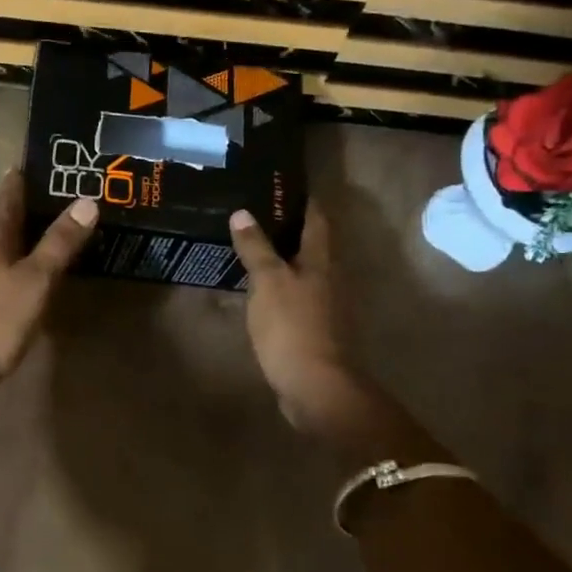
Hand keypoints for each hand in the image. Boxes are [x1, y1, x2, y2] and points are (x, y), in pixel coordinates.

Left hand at [0, 171, 95, 400]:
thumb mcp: (35, 282)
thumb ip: (59, 243)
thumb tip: (87, 201)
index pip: (7, 195)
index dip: (22, 178)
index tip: (38, 162)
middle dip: (21, 204)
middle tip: (50, 194)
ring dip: (13, 233)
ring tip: (39, 229)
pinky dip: (7, 259)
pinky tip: (16, 271)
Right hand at [229, 203, 364, 434]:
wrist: (315, 386)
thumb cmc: (292, 327)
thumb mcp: (268, 281)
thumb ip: (256, 247)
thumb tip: (242, 212)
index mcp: (320, 260)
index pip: (315, 218)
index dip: (301, 200)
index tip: (280, 185)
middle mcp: (329, 277)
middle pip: (311, 243)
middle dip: (288, 227)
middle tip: (255, 213)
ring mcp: (324, 305)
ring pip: (303, 271)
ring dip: (282, 258)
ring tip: (251, 247)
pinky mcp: (314, 329)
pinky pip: (295, 297)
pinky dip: (279, 286)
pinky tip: (258, 289)